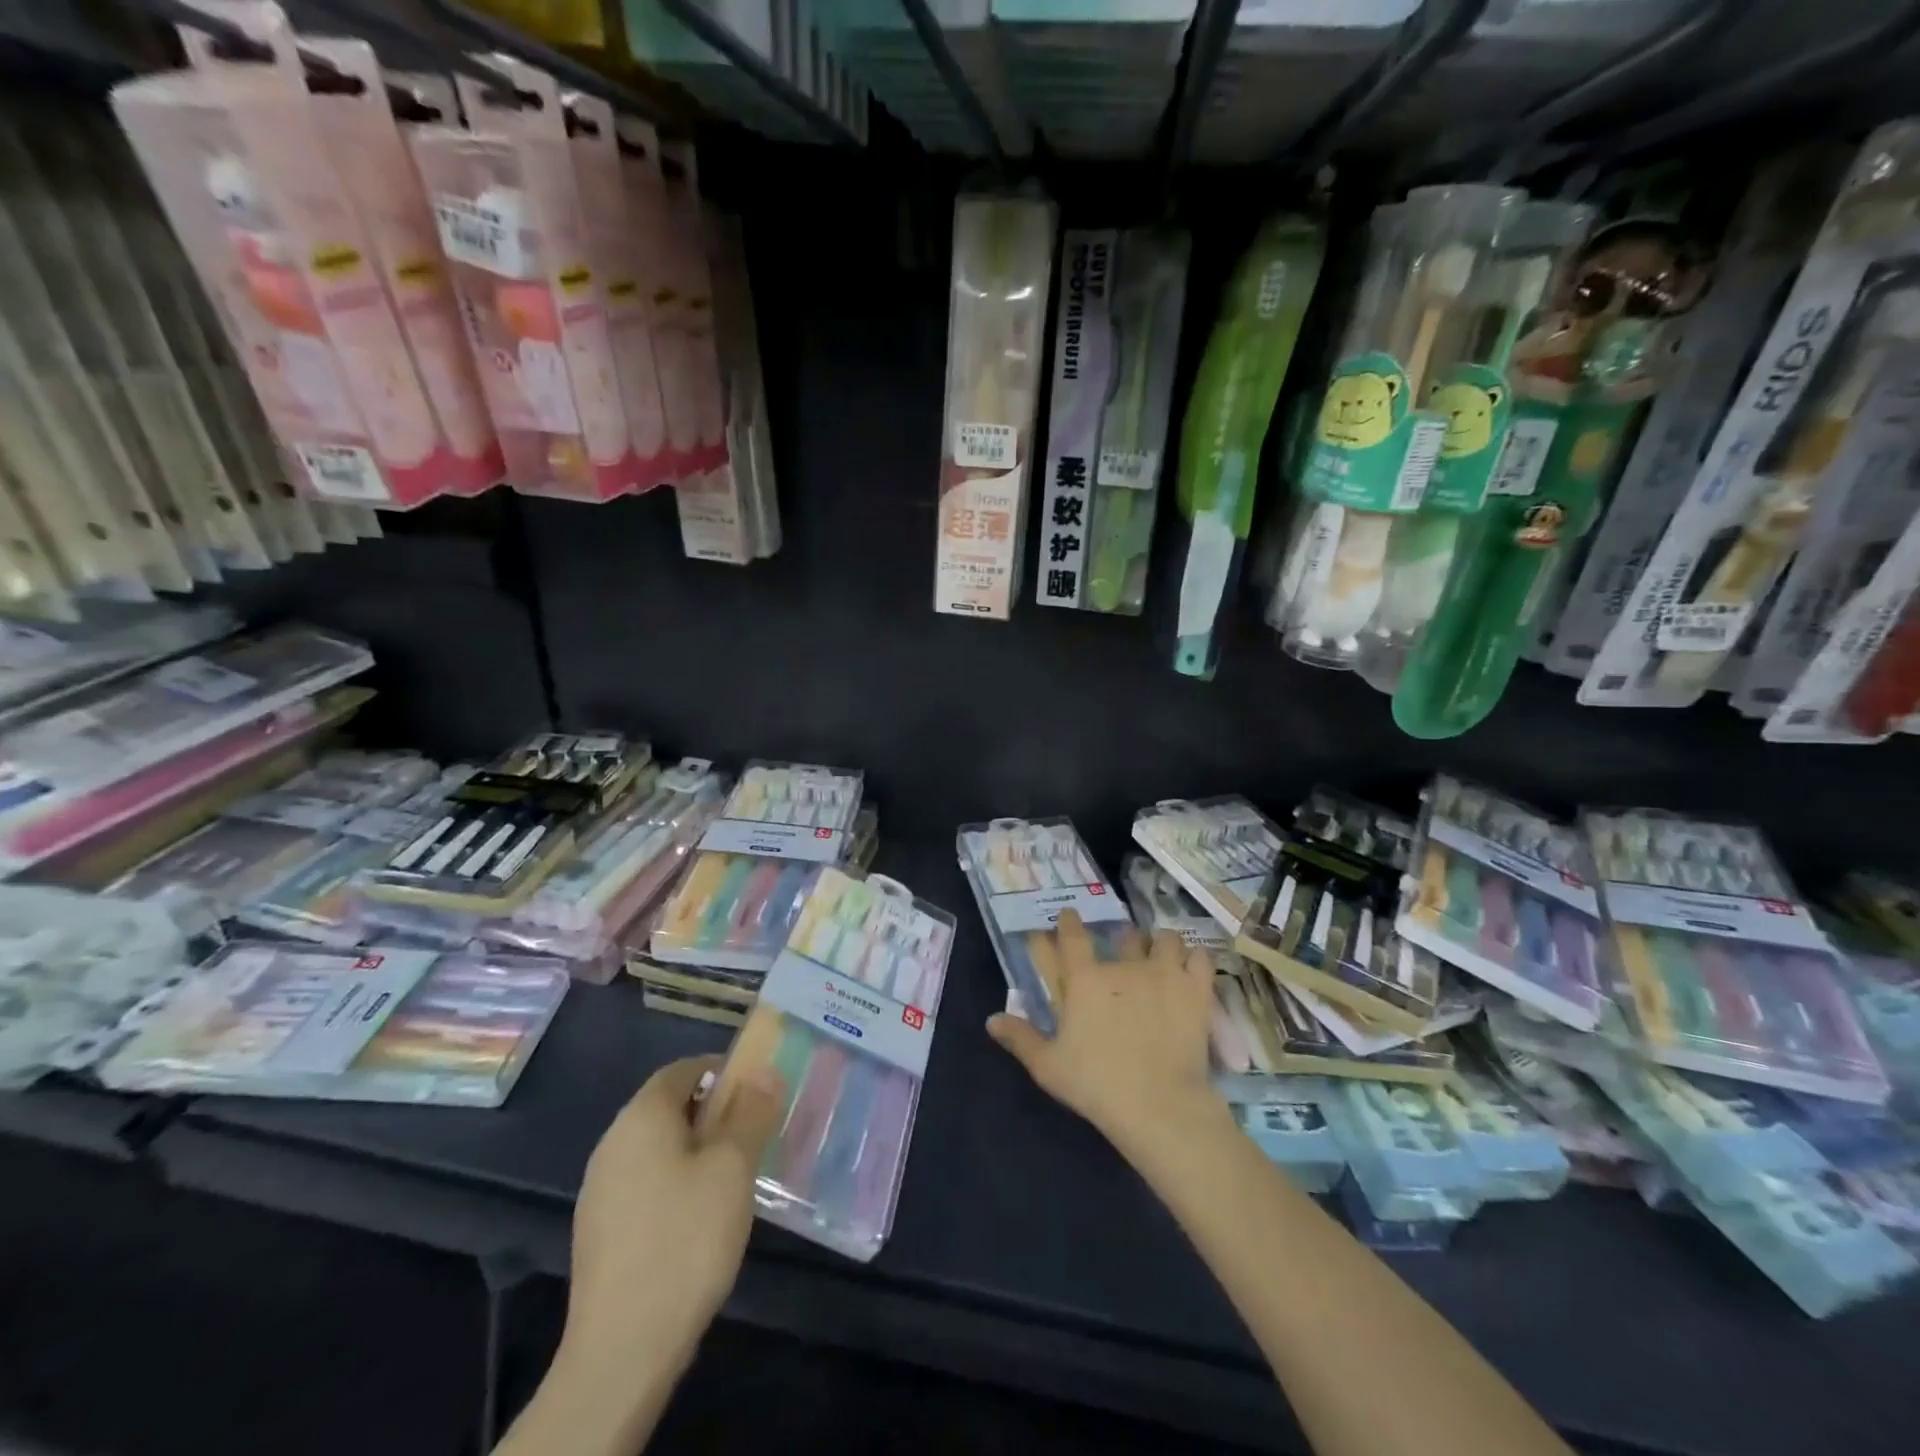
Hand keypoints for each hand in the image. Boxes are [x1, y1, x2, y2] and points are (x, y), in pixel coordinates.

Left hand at [565, 1054, 782, 1363]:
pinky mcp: (600, 1231)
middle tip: (755, 1131)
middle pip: (667, 1107)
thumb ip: (749, 1113)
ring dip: (696, 1149)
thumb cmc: (685, 1239)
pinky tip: (701, 1216)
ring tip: (735, 1175)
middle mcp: (612, 1144)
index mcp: (640, 1117)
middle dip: (713, 1112)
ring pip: (657, 1148)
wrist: (622, 1349)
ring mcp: (600, 1190)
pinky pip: (645, 1183)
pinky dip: (676, 1182)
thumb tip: (763, 1071)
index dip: (721, 1071)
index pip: (682, 1070)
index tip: (757, 1091)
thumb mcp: (732, 1168)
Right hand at [987, 910, 1223, 1160]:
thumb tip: (991, 1019)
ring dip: (1158, 943)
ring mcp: (1163, 973)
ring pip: (1163, 938)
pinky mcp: (1195, 989)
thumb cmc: (1097, 1085)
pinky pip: (1198, 956)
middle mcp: (1123, 965)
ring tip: (1159, 955)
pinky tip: (1189, 968)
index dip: (1069, 921)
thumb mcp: (1048, 1066)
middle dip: (1120, 936)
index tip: (1068, 917)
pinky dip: (1193, 958)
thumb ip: (1020, 1038)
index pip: (1072, 935)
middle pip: (1122, 933)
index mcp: (1084, 979)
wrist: (1159, 1105)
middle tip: (1121, 949)